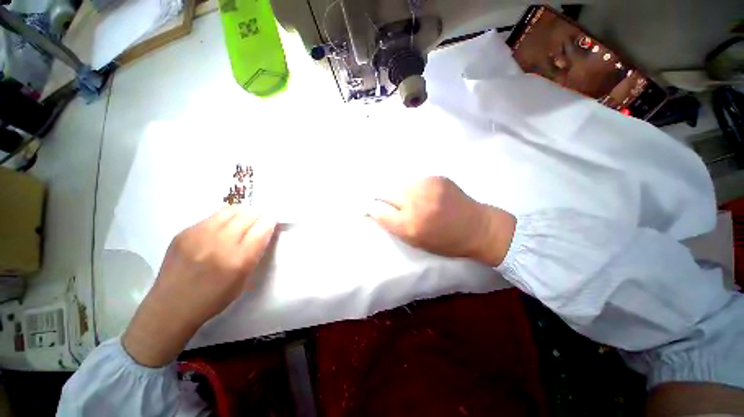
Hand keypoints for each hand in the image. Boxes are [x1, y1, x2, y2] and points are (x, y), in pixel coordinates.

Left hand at [122, 207, 276, 366]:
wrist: (170, 307)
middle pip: (248, 215)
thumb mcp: (244, 280)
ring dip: (240, 214)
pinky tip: (219, 231)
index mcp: (239, 259)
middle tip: (256, 223)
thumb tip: (261, 231)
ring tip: (239, 223)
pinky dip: (222, 219)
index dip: (270, 222)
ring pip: (230, 210)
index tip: (270, 223)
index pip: (262, 228)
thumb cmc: (213, 298)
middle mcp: (220, 243)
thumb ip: (255, 253)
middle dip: (257, 216)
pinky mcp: (184, 232)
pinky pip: (212, 216)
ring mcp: (199, 235)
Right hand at [368, 176, 515, 265]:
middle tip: (392, 205)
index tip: (370, 208)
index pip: (379, 211)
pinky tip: (424, 195)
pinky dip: (414, 188)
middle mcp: (415, 203)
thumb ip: (395, 226)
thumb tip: (377, 212)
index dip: (373, 209)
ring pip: (400, 186)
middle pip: (386, 193)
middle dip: (385, 199)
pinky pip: (415, 181)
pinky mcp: (436, 177)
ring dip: (401, 193)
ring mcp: (426, 186)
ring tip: (412, 200)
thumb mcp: (417, 242)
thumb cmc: (446, 242)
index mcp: (410, 225)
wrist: (479, 227)